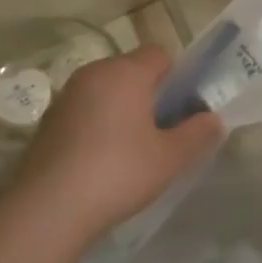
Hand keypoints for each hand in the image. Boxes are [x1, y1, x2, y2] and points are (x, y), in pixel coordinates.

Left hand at [12, 47, 223, 236]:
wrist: (48, 208)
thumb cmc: (118, 173)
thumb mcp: (170, 158)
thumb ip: (198, 134)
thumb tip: (213, 119)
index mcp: (125, 72)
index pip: (160, 54)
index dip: (177, 77)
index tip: (183, 109)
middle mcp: (93, 73)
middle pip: (131, 70)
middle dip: (149, 94)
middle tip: (162, 131)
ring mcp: (66, 96)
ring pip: (106, 90)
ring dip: (121, 109)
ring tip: (132, 149)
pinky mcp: (48, 121)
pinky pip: (84, 110)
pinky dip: (97, 124)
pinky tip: (101, 160)